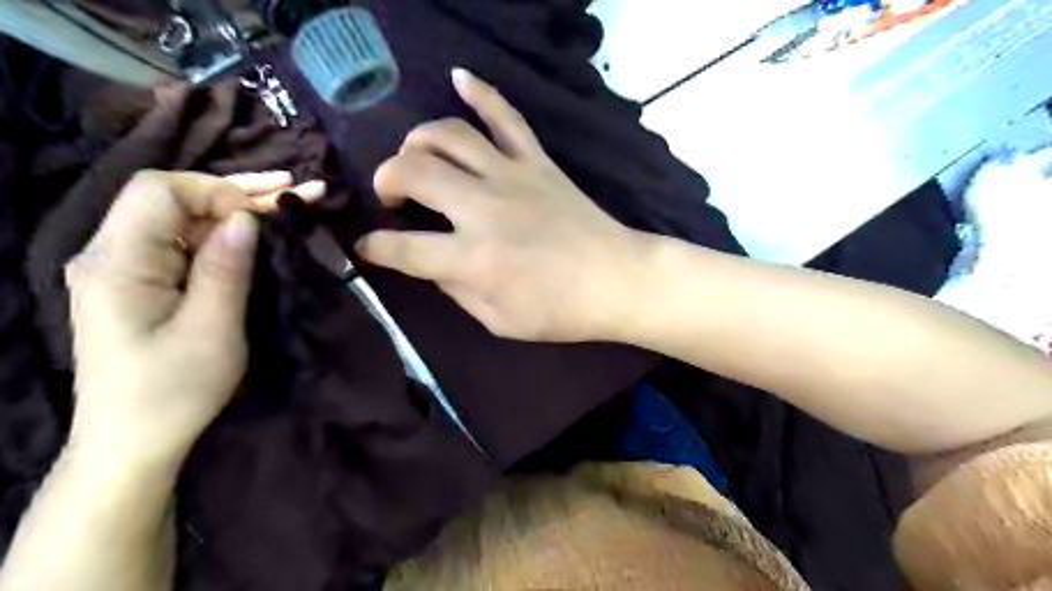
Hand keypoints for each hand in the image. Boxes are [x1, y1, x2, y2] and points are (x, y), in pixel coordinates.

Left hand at [64, 169, 322, 469]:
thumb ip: (225, 268)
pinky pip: (182, 245)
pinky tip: (255, 233)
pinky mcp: (141, 285)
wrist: (133, 442)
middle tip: (295, 187)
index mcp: (117, 263)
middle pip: (171, 200)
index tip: (265, 215)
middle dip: (236, 192)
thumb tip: (245, 218)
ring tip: (288, 202)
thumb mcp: (212, 330)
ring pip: (180, 220)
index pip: (159, 191)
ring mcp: (123, 269)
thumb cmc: (173, 390)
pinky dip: (222, 235)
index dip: (217, 191)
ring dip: (234, 211)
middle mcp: (110, 255)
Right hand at [358, 68, 645, 340]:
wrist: (617, 280)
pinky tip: (459, 78)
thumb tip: (431, 264)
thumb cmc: (561, 311)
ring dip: (419, 141)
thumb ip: (457, 290)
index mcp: (474, 259)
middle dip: (387, 179)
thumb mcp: (499, 320)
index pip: (404, 248)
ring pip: (450, 136)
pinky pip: (506, 116)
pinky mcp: (538, 162)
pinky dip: (481, 92)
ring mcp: (512, 177)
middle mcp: (484, 209)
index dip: (374, 247)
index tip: (366, 245)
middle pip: (414, 172)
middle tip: (391, 195)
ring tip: (414, 156)